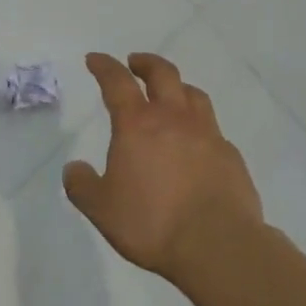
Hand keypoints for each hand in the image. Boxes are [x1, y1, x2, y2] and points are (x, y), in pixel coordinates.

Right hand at [63, 53, 263, 282]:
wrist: (219, 246)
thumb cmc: (153, 223)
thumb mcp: (102, 209)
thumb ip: (83, 186)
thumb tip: (74, 168)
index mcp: (137, 124)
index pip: (117, 81)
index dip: (104, 66)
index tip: (95, 59)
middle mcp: (173, 118)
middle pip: (162, 74)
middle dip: (146, 63)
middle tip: (135, 63)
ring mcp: (207, 134)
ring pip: (193, 94)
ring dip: (177, 87)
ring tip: (171, 94)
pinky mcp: (231, 156)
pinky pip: (213, 129)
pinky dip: (201, 126)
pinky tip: (198, 143)